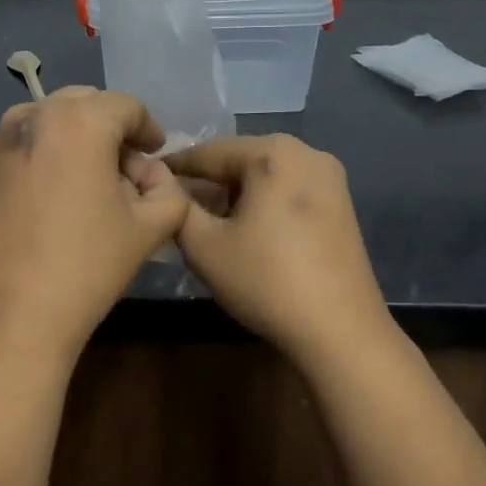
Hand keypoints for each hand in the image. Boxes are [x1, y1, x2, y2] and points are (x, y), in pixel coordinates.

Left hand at [0, 88, 189, 368]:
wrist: (10, 315)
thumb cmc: (86, 266)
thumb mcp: (147, 229)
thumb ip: (168, 192)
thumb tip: (153, 177)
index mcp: (79, 121)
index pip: (126, 106)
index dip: (149, 128)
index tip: (157, 153)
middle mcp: (36, 116)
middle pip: (86, 104)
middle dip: (112, 128)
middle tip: (129, 168)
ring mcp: (3, 140)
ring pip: (53, 118)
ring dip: (79, 135)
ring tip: (93, 178)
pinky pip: (27, 141)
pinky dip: (50, 150)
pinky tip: (59, 192)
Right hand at [164, 134, 388, 362]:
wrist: (342, 333)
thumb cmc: (267, 281)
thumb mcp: (204, 245)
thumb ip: (176, 205)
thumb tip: (160, 181)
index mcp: (273, 152)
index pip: (207, 153)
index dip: (172, 168)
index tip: (143, 181)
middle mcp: (306, 153)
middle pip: (238, 161)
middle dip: (204, 183)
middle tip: (171, 207)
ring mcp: (329, 178)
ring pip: (263, 177)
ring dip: (231, 195)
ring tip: (202, 223)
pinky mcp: (340, 204)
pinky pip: (286, 191)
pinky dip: (259, 204)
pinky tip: (242, 232)